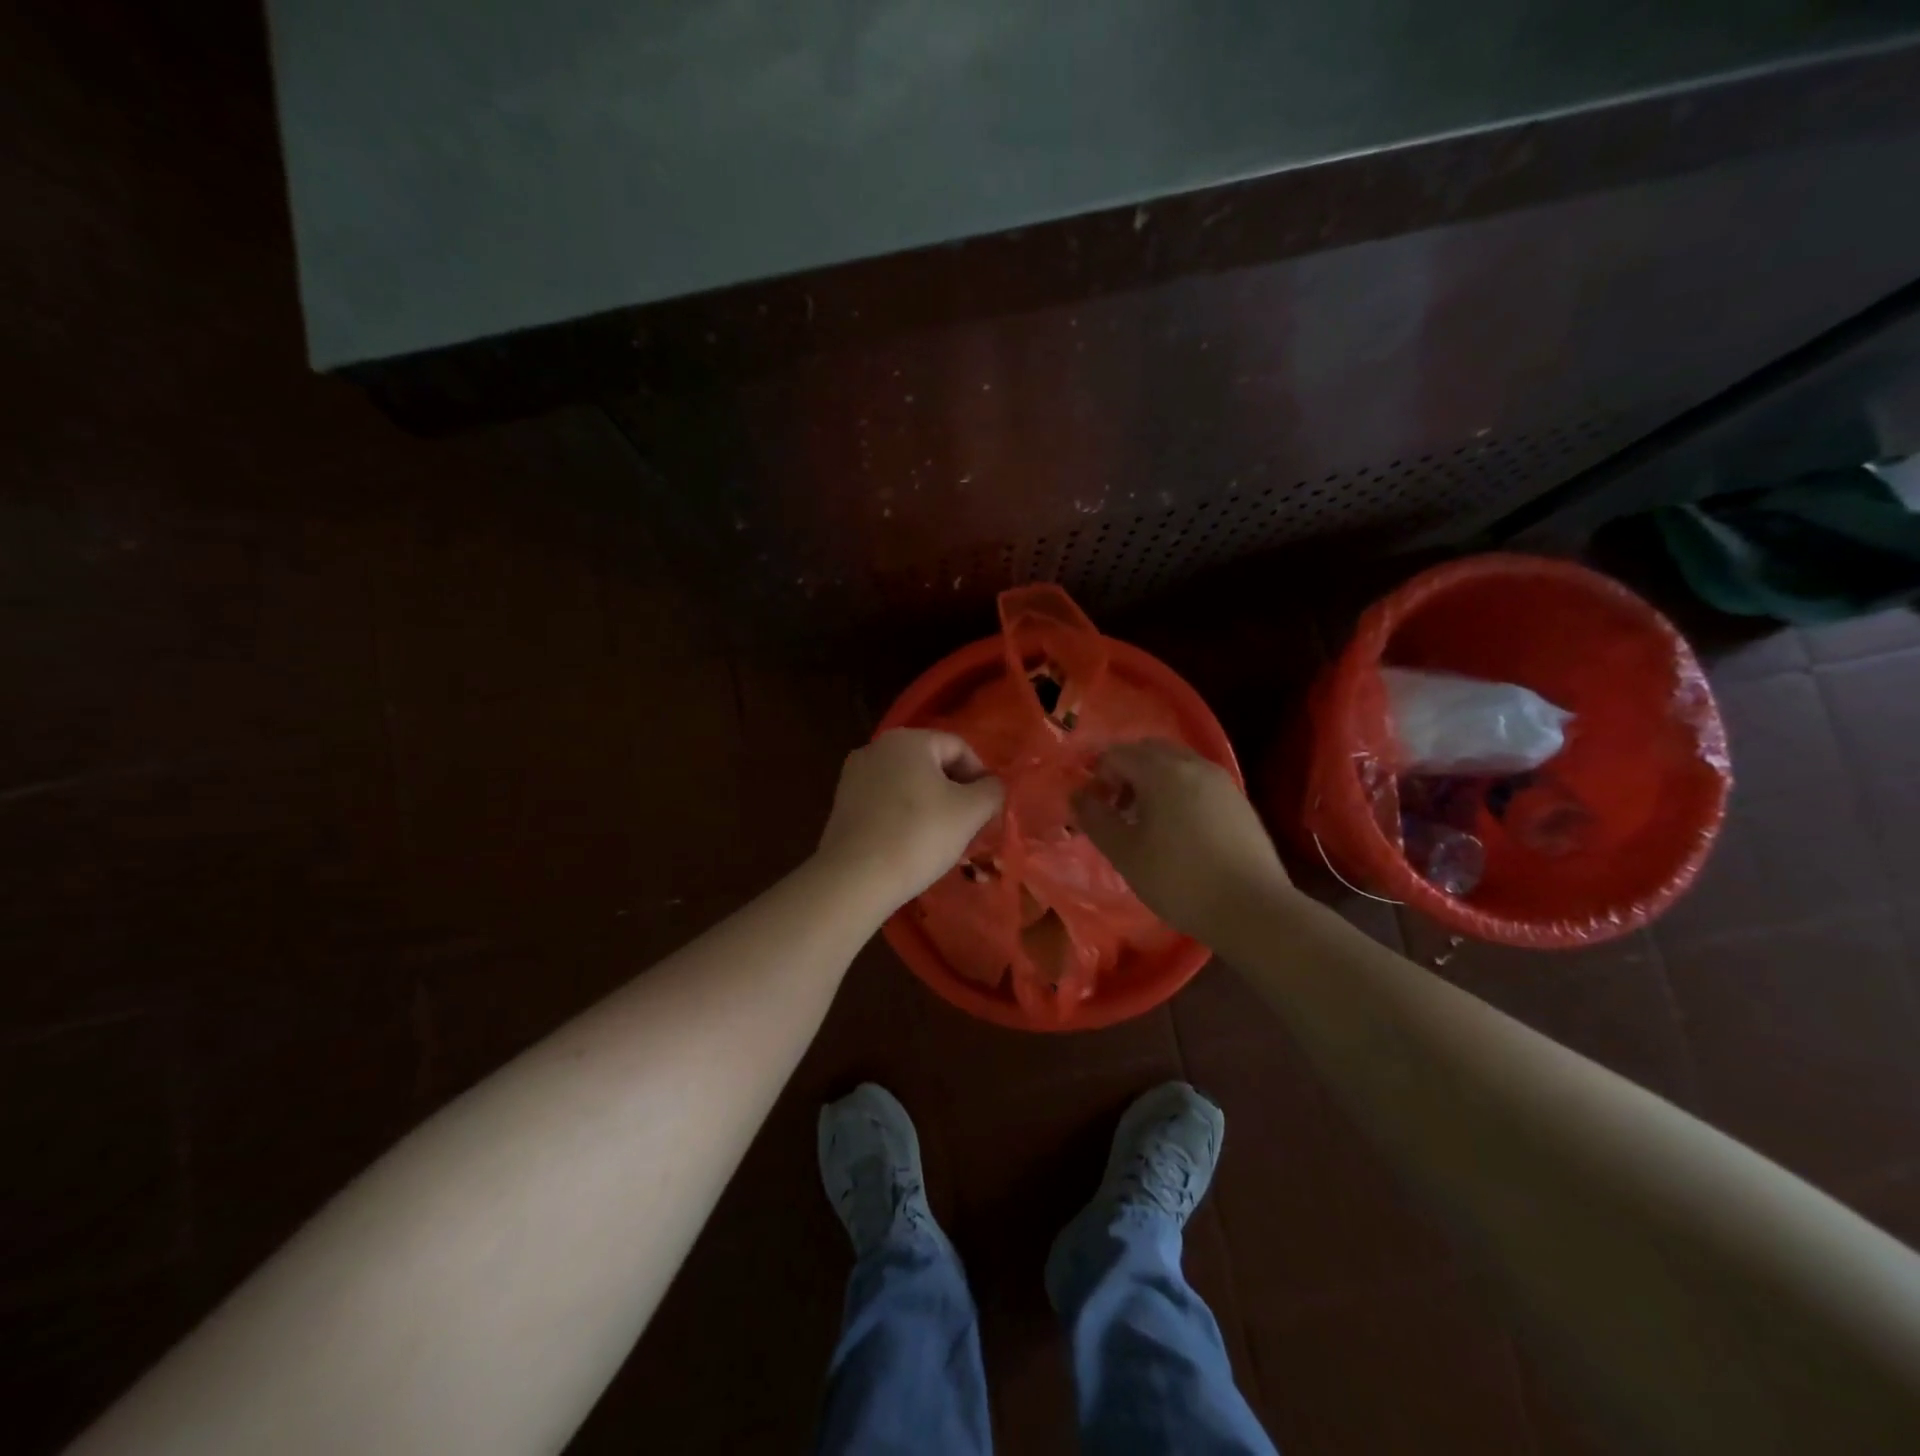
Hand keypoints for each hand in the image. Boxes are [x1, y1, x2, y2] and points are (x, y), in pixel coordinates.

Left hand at [816, 729, 1005, 910]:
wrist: (855, 877)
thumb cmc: (919, 835)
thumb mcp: (971, 811)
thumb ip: (992, 791)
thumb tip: (992, 786)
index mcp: (908, 739)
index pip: (959, 748)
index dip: (980, 777)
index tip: (988, 810)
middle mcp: (877, 747)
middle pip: (931, 764)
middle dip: (954, 792)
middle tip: (968, 826)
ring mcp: (854, 775)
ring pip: (907, 784)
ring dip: (930, 805)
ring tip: (940, 839)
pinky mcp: (842, 804)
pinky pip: (885, 802)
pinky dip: (903, 817)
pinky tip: (910, 845)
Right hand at [1071, 739, 1292, 939]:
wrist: (1252, 908)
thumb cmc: (1179, 880)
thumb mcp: (1125, 853)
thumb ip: (1095, 818)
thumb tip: (1077, 795)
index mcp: (1161, 771)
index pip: (1116, 754)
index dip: (1097, 775)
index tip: (1094, 807)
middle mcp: (1193, 764)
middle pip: (1148, 750)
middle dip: (1125, 771)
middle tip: (1116, 808)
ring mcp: (1220, 780)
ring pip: (1175, 763)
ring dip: (1152, 780)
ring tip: (1146, 820)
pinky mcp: (1238, 800)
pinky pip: (1197, 780)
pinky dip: (1178, 790)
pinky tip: (1178, 828)